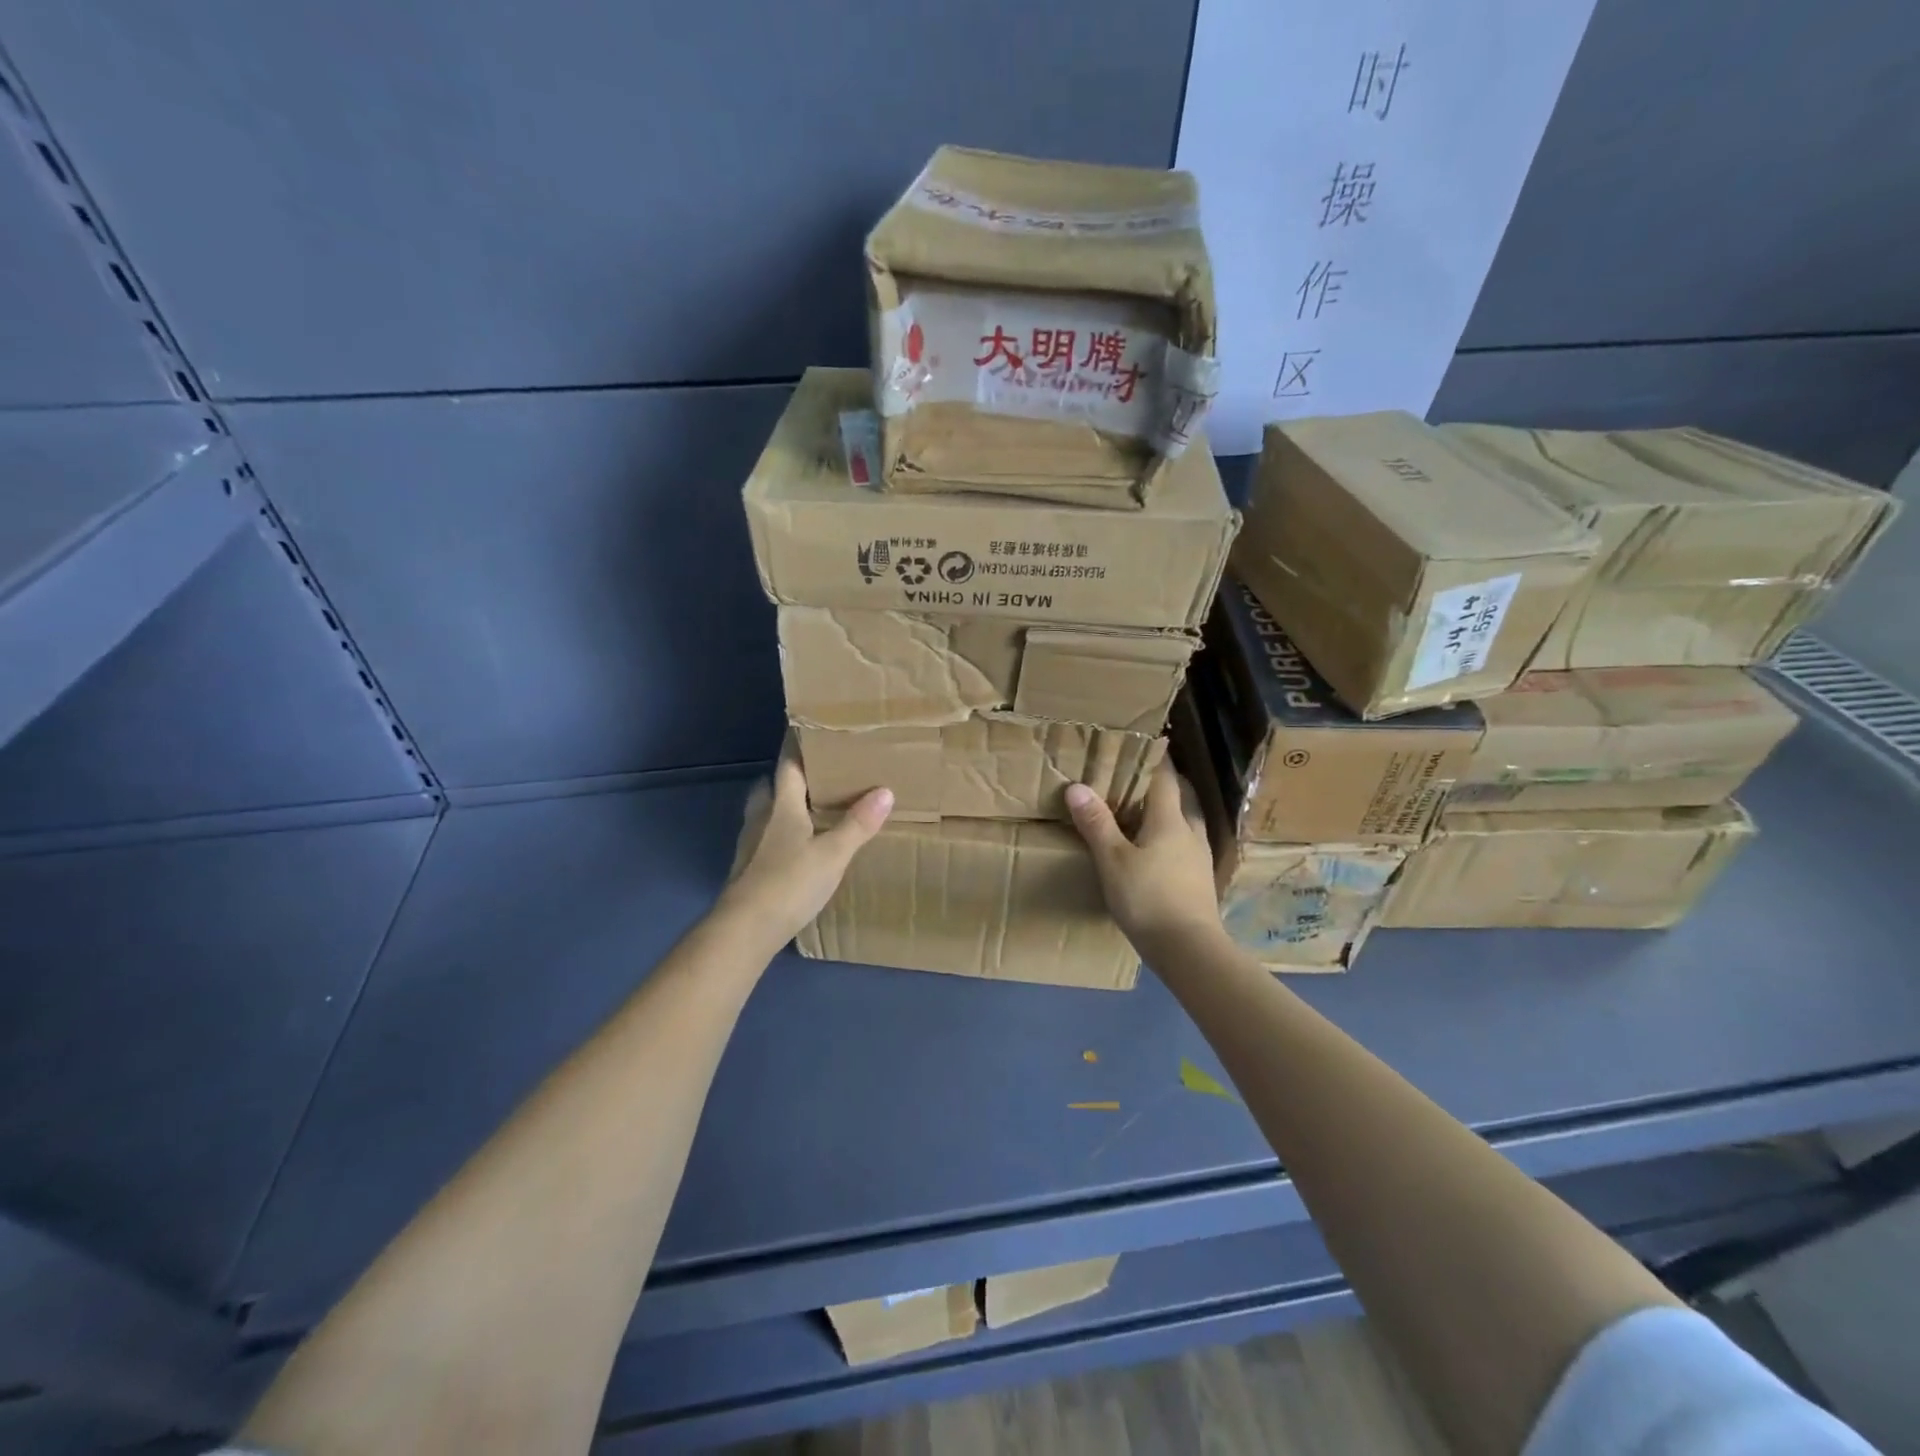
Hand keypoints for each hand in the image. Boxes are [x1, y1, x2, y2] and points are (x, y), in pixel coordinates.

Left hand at [720, 742, 892, 946]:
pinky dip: (778, 835)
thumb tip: (885, 790)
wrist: (745, 929)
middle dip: (786, 778)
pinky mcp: (747, 869)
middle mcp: (761, 819)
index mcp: (781, 807)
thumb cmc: (789, 882)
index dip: (796, 748)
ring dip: (781, 807)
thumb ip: (858, 824)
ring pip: (764, 814)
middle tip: (812, 774)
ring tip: (807, 809)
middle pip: (769, 788)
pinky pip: (764, 840)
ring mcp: (750, 846)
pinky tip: (795, 848)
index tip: (805, 730)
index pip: (787, 767)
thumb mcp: (833, 854)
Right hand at [1065, 760, 1222, 950]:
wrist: (1189, 949)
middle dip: (1167, 782)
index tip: (1144, 743)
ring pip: (1188, 820)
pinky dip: (1174, 836)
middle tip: (1141, 777)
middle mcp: (1190, 831)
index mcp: (1169, 819)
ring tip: (1149, 811)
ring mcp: (1200, 857)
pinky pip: (1188, 844)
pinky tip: (1160, 850)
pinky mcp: (1201, 879)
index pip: (1165, 777)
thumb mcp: (1112, 860)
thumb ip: (1096, 823)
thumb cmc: (1148, 898)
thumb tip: (1077, 786)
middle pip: (1183, 795)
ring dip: (1173, 809)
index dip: (1155, 758)